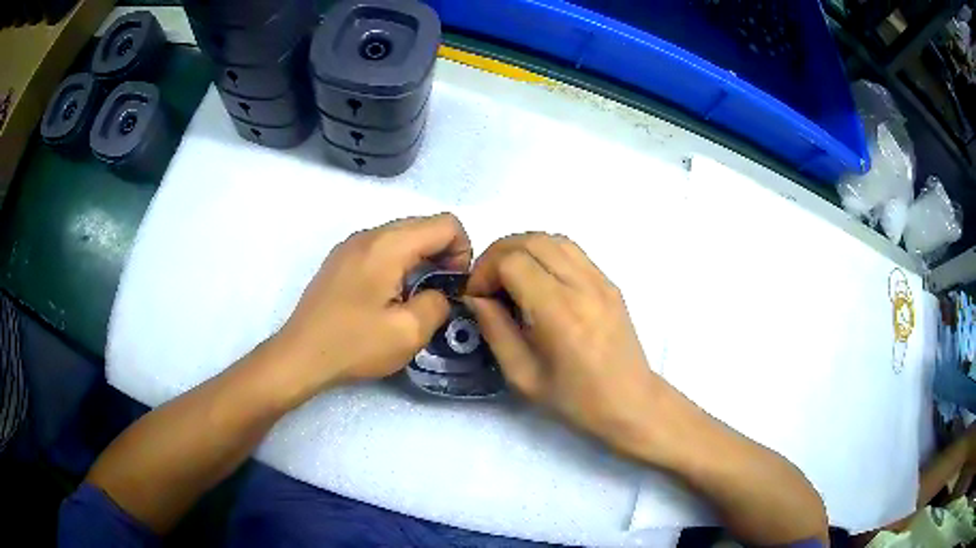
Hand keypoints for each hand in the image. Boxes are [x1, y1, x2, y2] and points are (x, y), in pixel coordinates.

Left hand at [273, 213, 471, 397]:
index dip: (463, 253)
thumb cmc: (354, 344)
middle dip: (443, 255)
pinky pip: (381, 248)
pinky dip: (398, 263)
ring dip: (420, 260)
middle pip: (424, 226)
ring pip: (402, 236)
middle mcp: (369, 234)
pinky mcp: (340, 259)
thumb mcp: (409, 333)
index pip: (446, 224)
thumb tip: (439, 294)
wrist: (300, 355)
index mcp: (388, 245)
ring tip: (414, 298)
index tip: (454, 287)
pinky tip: (388, 297)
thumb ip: (438, 304)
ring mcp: (351, 244)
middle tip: (439, 294)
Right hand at [464, 233, 663, 455]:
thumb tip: (476, 298)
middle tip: (486, 282)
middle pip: (532, 241)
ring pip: (553, 239)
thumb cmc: (575, 400)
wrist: (631, 402)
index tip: (477, 297)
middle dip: (498, 254)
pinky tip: (537, 279)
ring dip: (522, 249)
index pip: (513, 262)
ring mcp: (600, 280)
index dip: (485, 271)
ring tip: (508, 277)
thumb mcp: (523, 376)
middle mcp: (582, 286)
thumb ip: (495, 330)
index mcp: (559, 313)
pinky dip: (545, 253)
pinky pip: (571, 251)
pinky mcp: (609, 282)